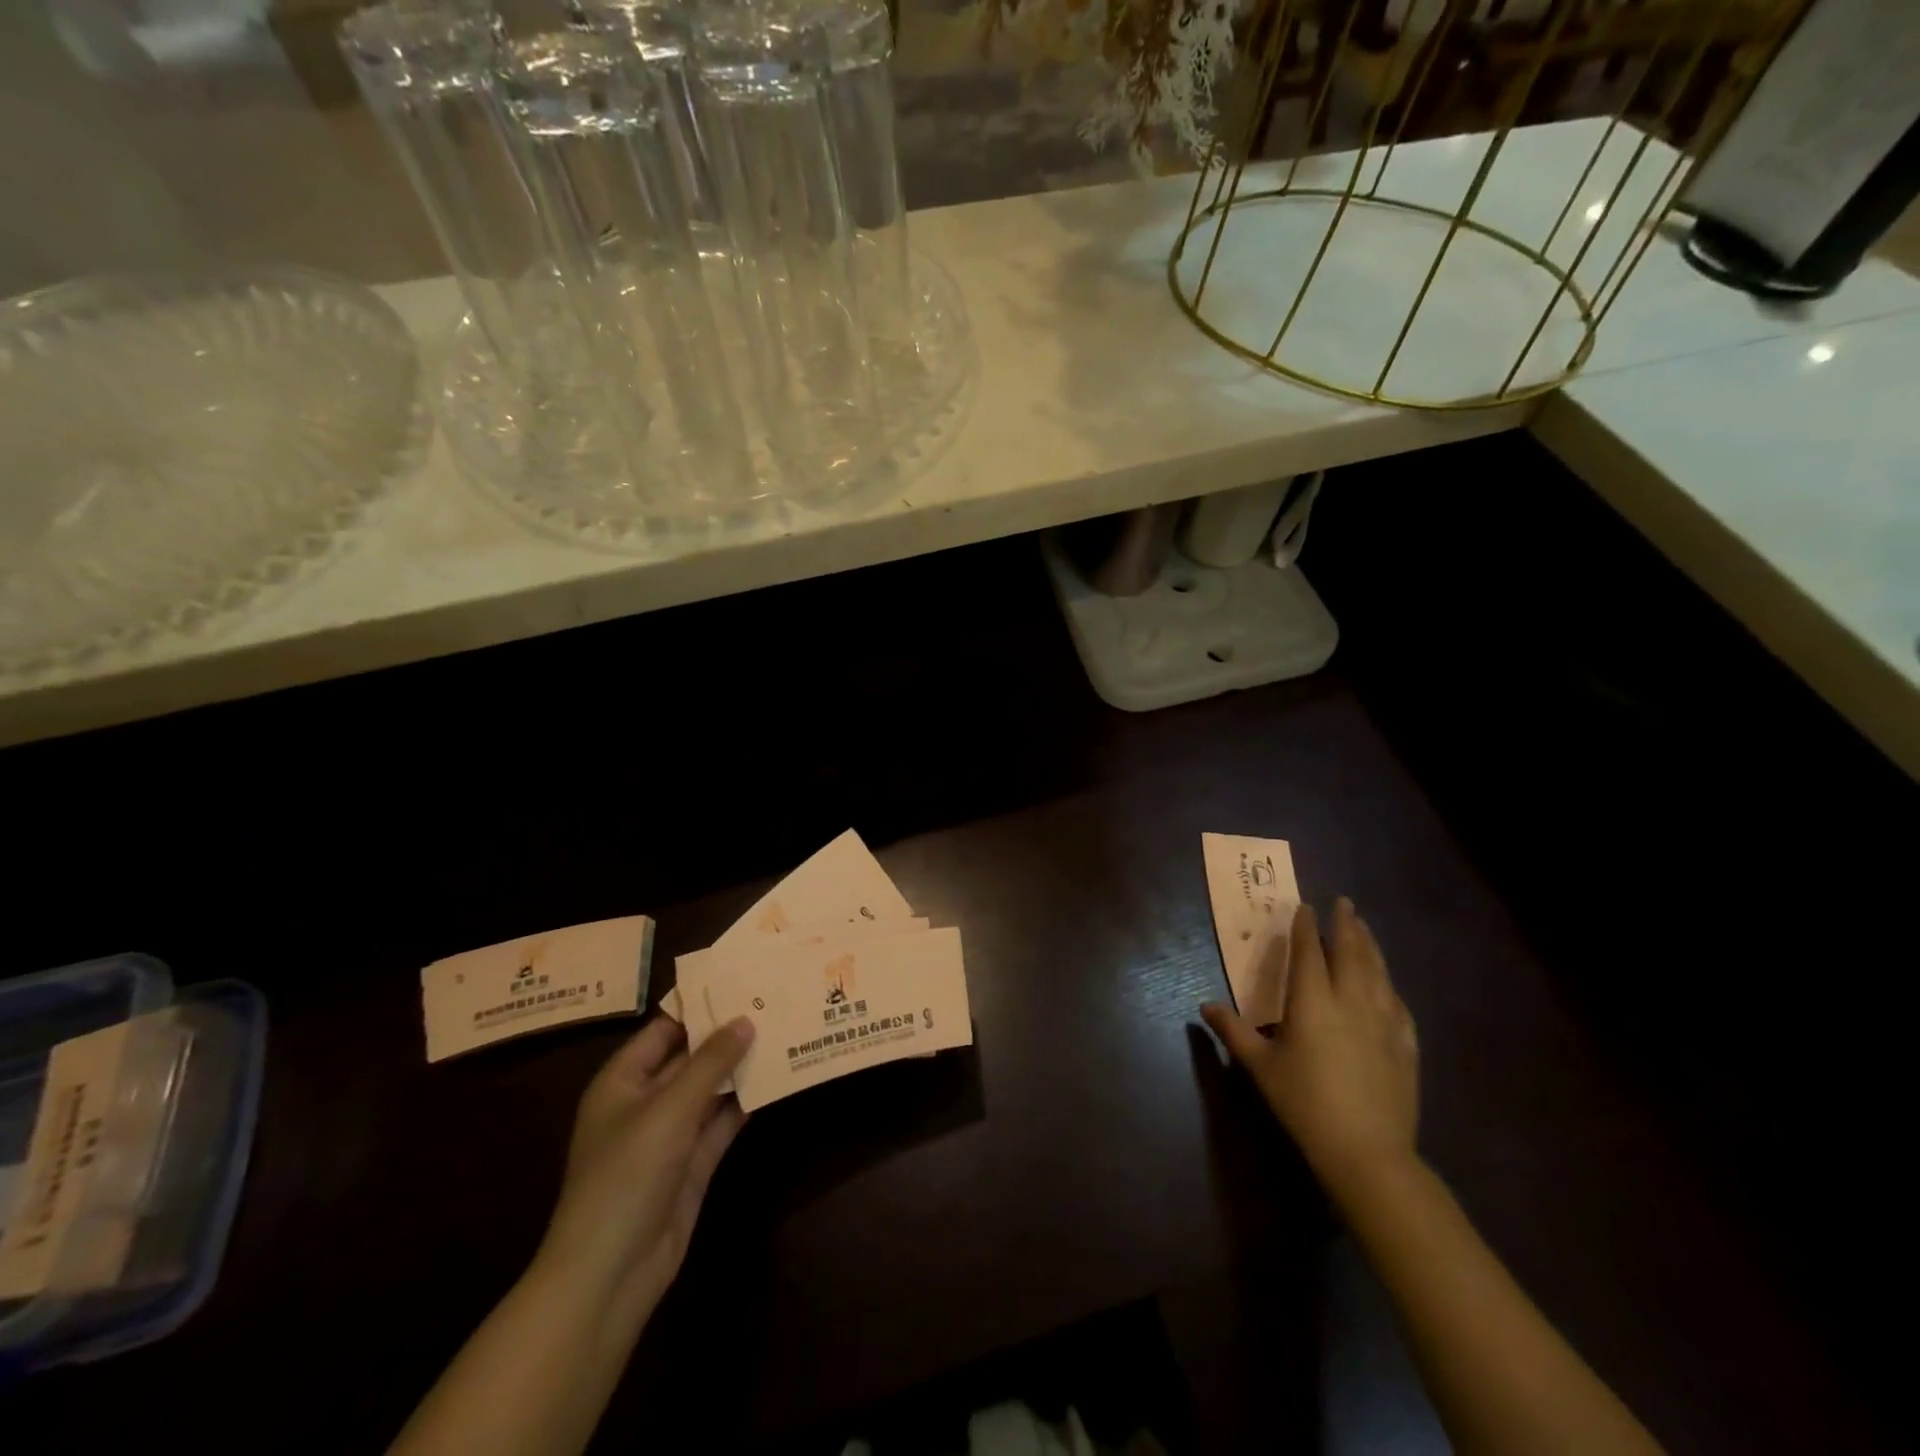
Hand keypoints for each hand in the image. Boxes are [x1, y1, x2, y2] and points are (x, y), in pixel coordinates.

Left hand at [535, 1015, 754, 1319]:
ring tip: (783, 1031)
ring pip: (711, 1089)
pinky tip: (777, 1078)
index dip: (699, 1007)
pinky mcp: (694, 1163)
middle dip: (728, 1034)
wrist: (610, 1275)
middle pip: (691, 1057)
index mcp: (622, 1082)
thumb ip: (709, 1063)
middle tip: (773, 1002)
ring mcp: (671, 1135)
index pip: (663, 1030)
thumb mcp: (668, 1110)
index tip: (741, 981)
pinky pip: (722, 1122)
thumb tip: (746, 1019)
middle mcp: (646, 1102)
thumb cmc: (626, 1177)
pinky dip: (746, 1102)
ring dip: (741, 1067)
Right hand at [1202, 899, 1418, 1203]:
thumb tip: (1205, 1006)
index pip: (1309, 952)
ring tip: (1365, 928)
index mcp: (1312, 1002)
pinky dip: (1389, 984)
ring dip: (1370, 945)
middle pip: (1351, 953)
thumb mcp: (1260, 1066)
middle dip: (1346, 925)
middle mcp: (1351, 1001)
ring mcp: (1383, 1022)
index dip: (1306, 927)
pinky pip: (1398, 1003)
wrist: (1367, 1152)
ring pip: (1378, 972)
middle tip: (1344, 902)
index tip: (1305, 905)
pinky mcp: (1405, 1045)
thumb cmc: (1304, 1103)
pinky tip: (1387, 983)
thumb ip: (1233, 1031)